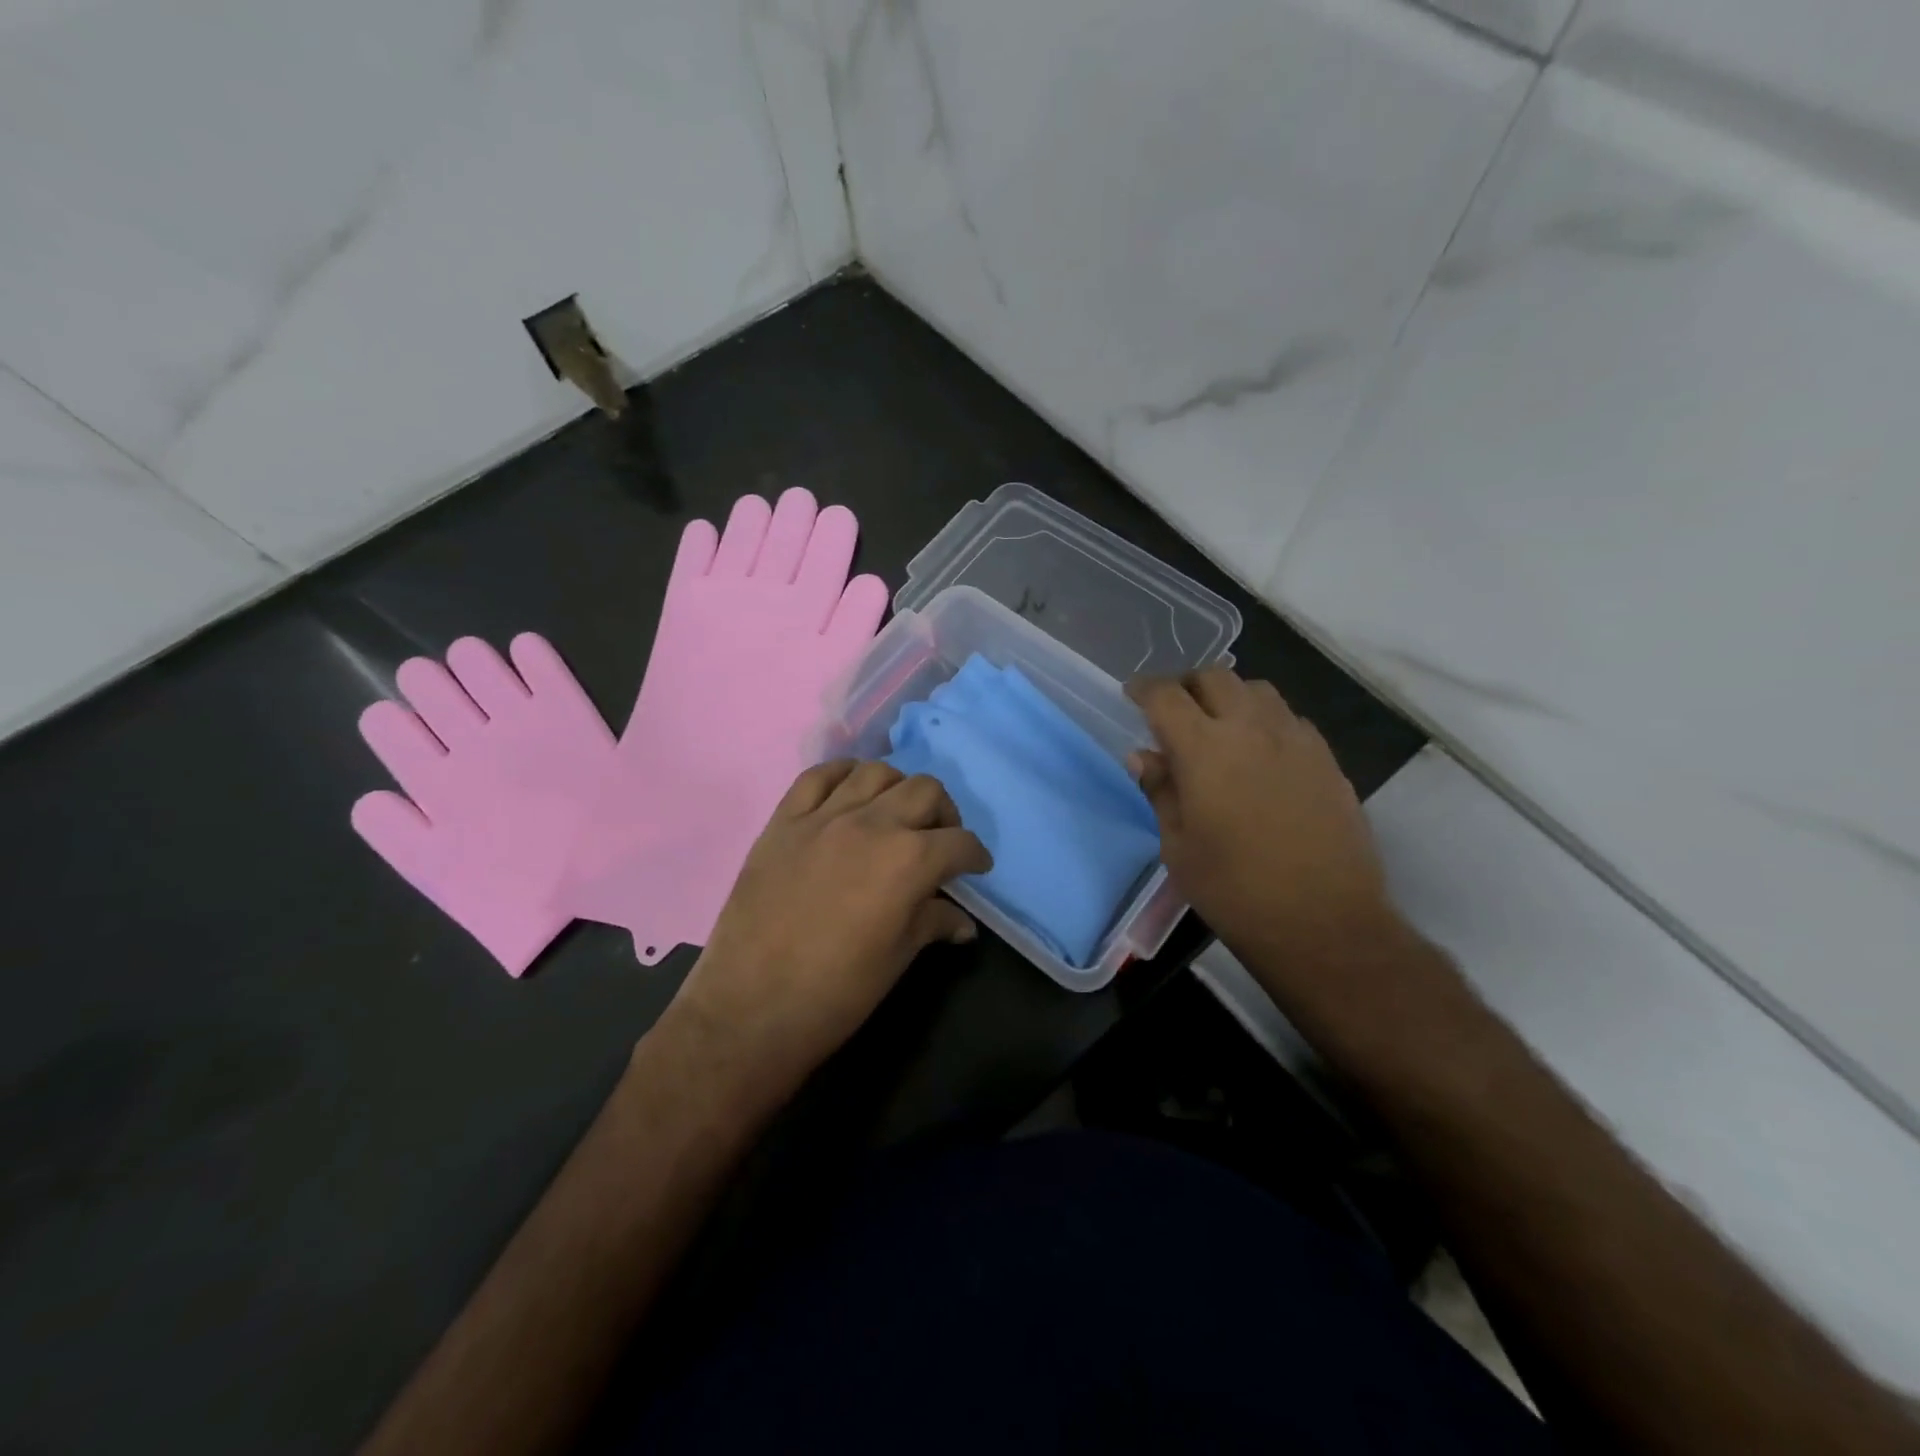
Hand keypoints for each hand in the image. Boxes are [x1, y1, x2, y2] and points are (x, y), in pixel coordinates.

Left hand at [664, 761, 991, 1112]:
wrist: (750, 1009)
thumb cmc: (836, 993)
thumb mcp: (897, 959)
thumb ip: (933, 924)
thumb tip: (963, 922)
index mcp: (908, 860)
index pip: (959, 842)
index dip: (975, 856)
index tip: (975, 868)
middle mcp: (871, 824)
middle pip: (924, 791)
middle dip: (944, 814)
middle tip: (939, 841)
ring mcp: (823, 817)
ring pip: (875, 772)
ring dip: (897, 790)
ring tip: (894, 815)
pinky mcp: (783, 821)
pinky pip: (817, 776)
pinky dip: (842, 777)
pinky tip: (849, 795)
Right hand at [1126, 668, 1403, 980]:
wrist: (1323, 921)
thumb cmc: (1234, 890)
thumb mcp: (1178, 847)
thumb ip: (1160, 791)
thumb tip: (1144, 756)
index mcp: (1204, 749)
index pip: (1166, 696)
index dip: (1144, 689)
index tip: (1133, 695)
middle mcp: (1252, 729)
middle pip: (1215, 677)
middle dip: (1188, 686)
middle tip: (1175, 712)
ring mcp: (1296, 740)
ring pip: (1257, 690)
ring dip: (1230, 697)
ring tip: (1219, 727)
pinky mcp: (1327, 759)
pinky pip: (1290, 718)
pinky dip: (1265, 721)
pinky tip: (1261, 754)